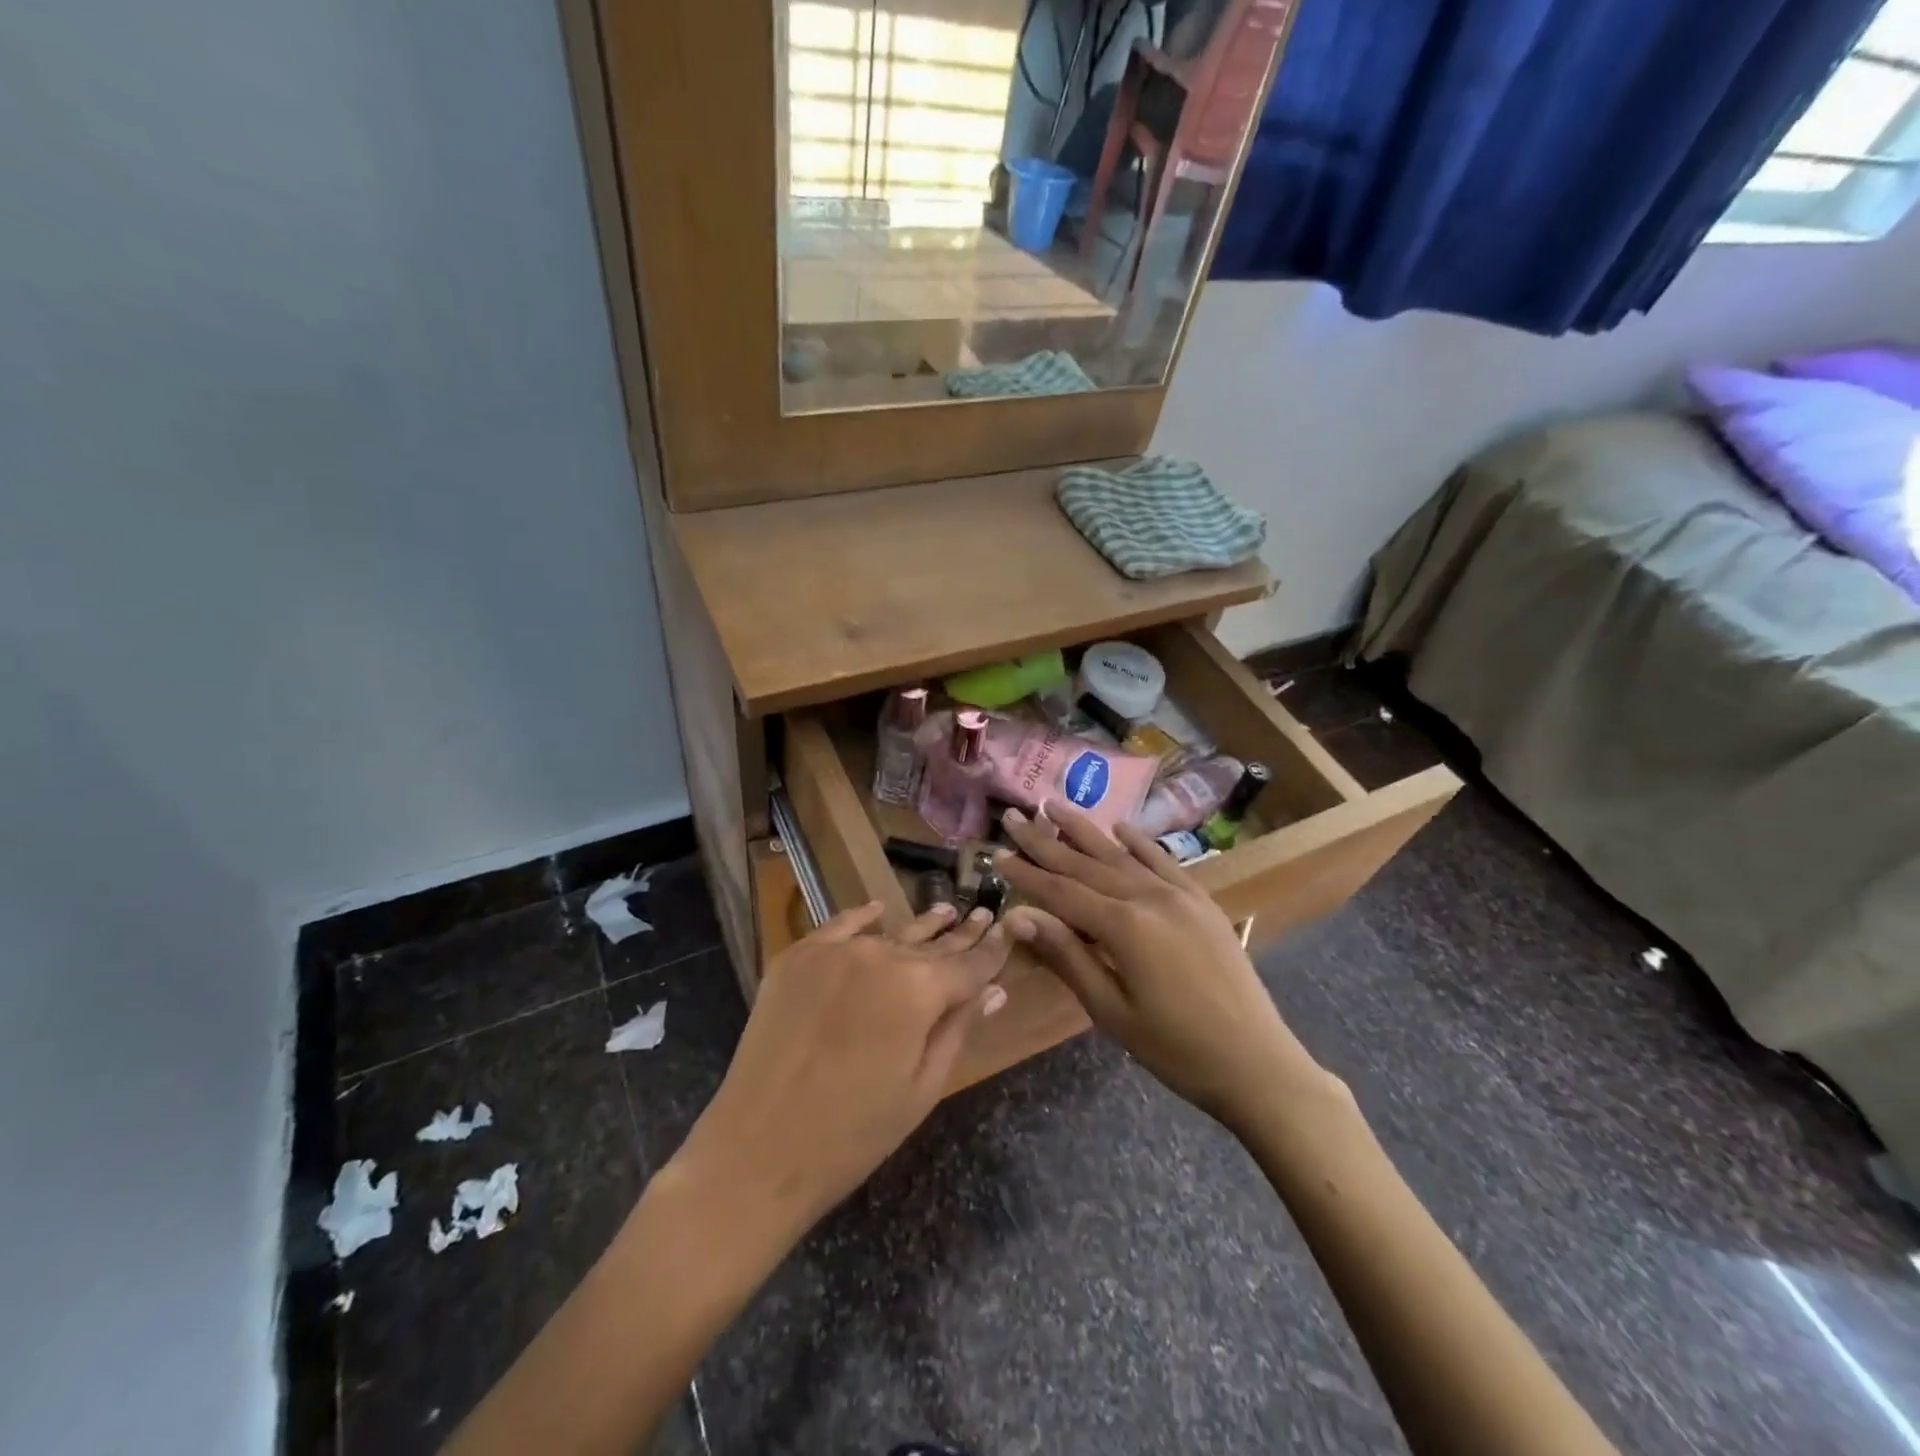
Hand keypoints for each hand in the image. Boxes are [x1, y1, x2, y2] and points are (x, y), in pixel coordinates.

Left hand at [673, 901, 1010, 1233]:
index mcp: (919, 989)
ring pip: (890, 933)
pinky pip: (839, 927)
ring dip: (920, 926)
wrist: (758, 1151)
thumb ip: (959, 1029)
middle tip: (984, 914)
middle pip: (932, 944)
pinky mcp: (797, 958)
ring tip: (947, 912)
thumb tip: (995, 990)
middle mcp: (881, 955)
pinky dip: (862, 918)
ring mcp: (835, 952)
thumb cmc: (854, 1134)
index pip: (970, 964)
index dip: (992, 950)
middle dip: (961, 934)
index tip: (1009, 928)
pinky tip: (879, 911)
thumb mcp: (922, 1087)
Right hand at [995, 802, 1335, 1131]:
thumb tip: (1019, 917)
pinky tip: (1121, 827)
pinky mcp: (1201, 902)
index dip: (1026, 874)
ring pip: (1121, 854)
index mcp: (1124, 926)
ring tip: (1055, 806)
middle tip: (1015, 815)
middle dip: (1046, 840)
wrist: (1257, 1062)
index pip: (1061, 891)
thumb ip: (1067, 957)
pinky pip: (1164, 861)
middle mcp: (1149, 897)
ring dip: (1086, 830)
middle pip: (1086, 863)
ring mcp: (1179, 895)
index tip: (996, 854)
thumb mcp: (1111, 1011)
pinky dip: (1139, 843)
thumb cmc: (1175, 1048)